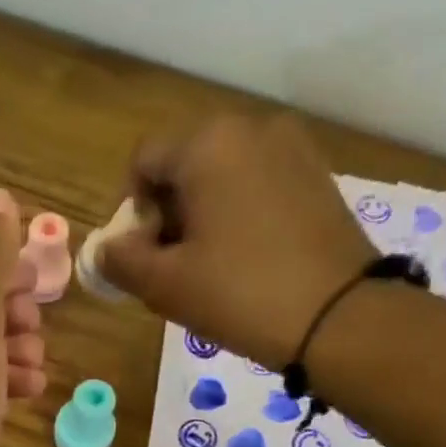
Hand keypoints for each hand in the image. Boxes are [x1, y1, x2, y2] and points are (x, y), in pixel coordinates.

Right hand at [97, 114, 375, 369]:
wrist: (340, 317)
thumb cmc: (240, 294)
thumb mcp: (163, 285)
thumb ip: (121, 261)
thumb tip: (105, 249)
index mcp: (207, 143)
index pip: (143, 163)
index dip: (131, 212)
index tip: (141, 258)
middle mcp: (251, 128)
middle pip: (185, 165)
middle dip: (168, 214)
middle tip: (172, 269)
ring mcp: (292, 149)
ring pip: (223, 177)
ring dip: (203, 217)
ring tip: (210, 270)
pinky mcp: (318, 177)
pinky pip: (259, 187)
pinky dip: (240, 217)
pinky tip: (247, 262)